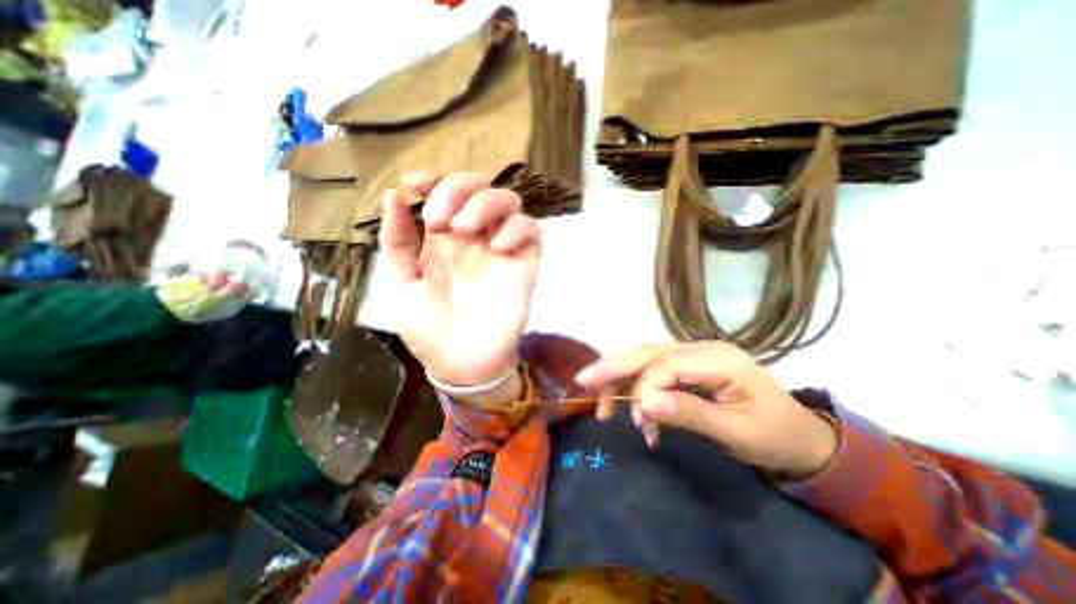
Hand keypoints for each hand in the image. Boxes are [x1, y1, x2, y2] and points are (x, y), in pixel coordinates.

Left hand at [379, 170, 537, 395]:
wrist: (460, 364)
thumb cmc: (429, 329)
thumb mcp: (402, 284)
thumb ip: (397, 242)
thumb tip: (392, 196)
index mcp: (445, 240)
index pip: (447, 193)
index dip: (434, 179)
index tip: (415, 184)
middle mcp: (475, 239)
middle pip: (481, 187)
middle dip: (458, 189)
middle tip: (439, 221)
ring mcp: (501, 250)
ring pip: (509, 202)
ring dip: (486, 203)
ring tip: (463, 228)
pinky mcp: (524, 265)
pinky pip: (531, 231)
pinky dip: (516, 228)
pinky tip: (497, 247)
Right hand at [580, 342, 839, 477]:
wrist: (799, 437)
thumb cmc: (773, 436)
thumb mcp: (736, 433)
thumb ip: (689, 413)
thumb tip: (644, 403)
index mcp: (719, 359)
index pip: (667, 363)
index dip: (644, 387)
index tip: (636, 419)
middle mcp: (701, 348)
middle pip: (648, 351)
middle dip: (613, 366)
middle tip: (583, 381)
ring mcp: (694, 355)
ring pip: (645, 358)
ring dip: (621, 379)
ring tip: (602, 405)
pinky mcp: (688, 367)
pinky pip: (653, 370)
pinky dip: (636, 388)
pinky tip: (631, 408)